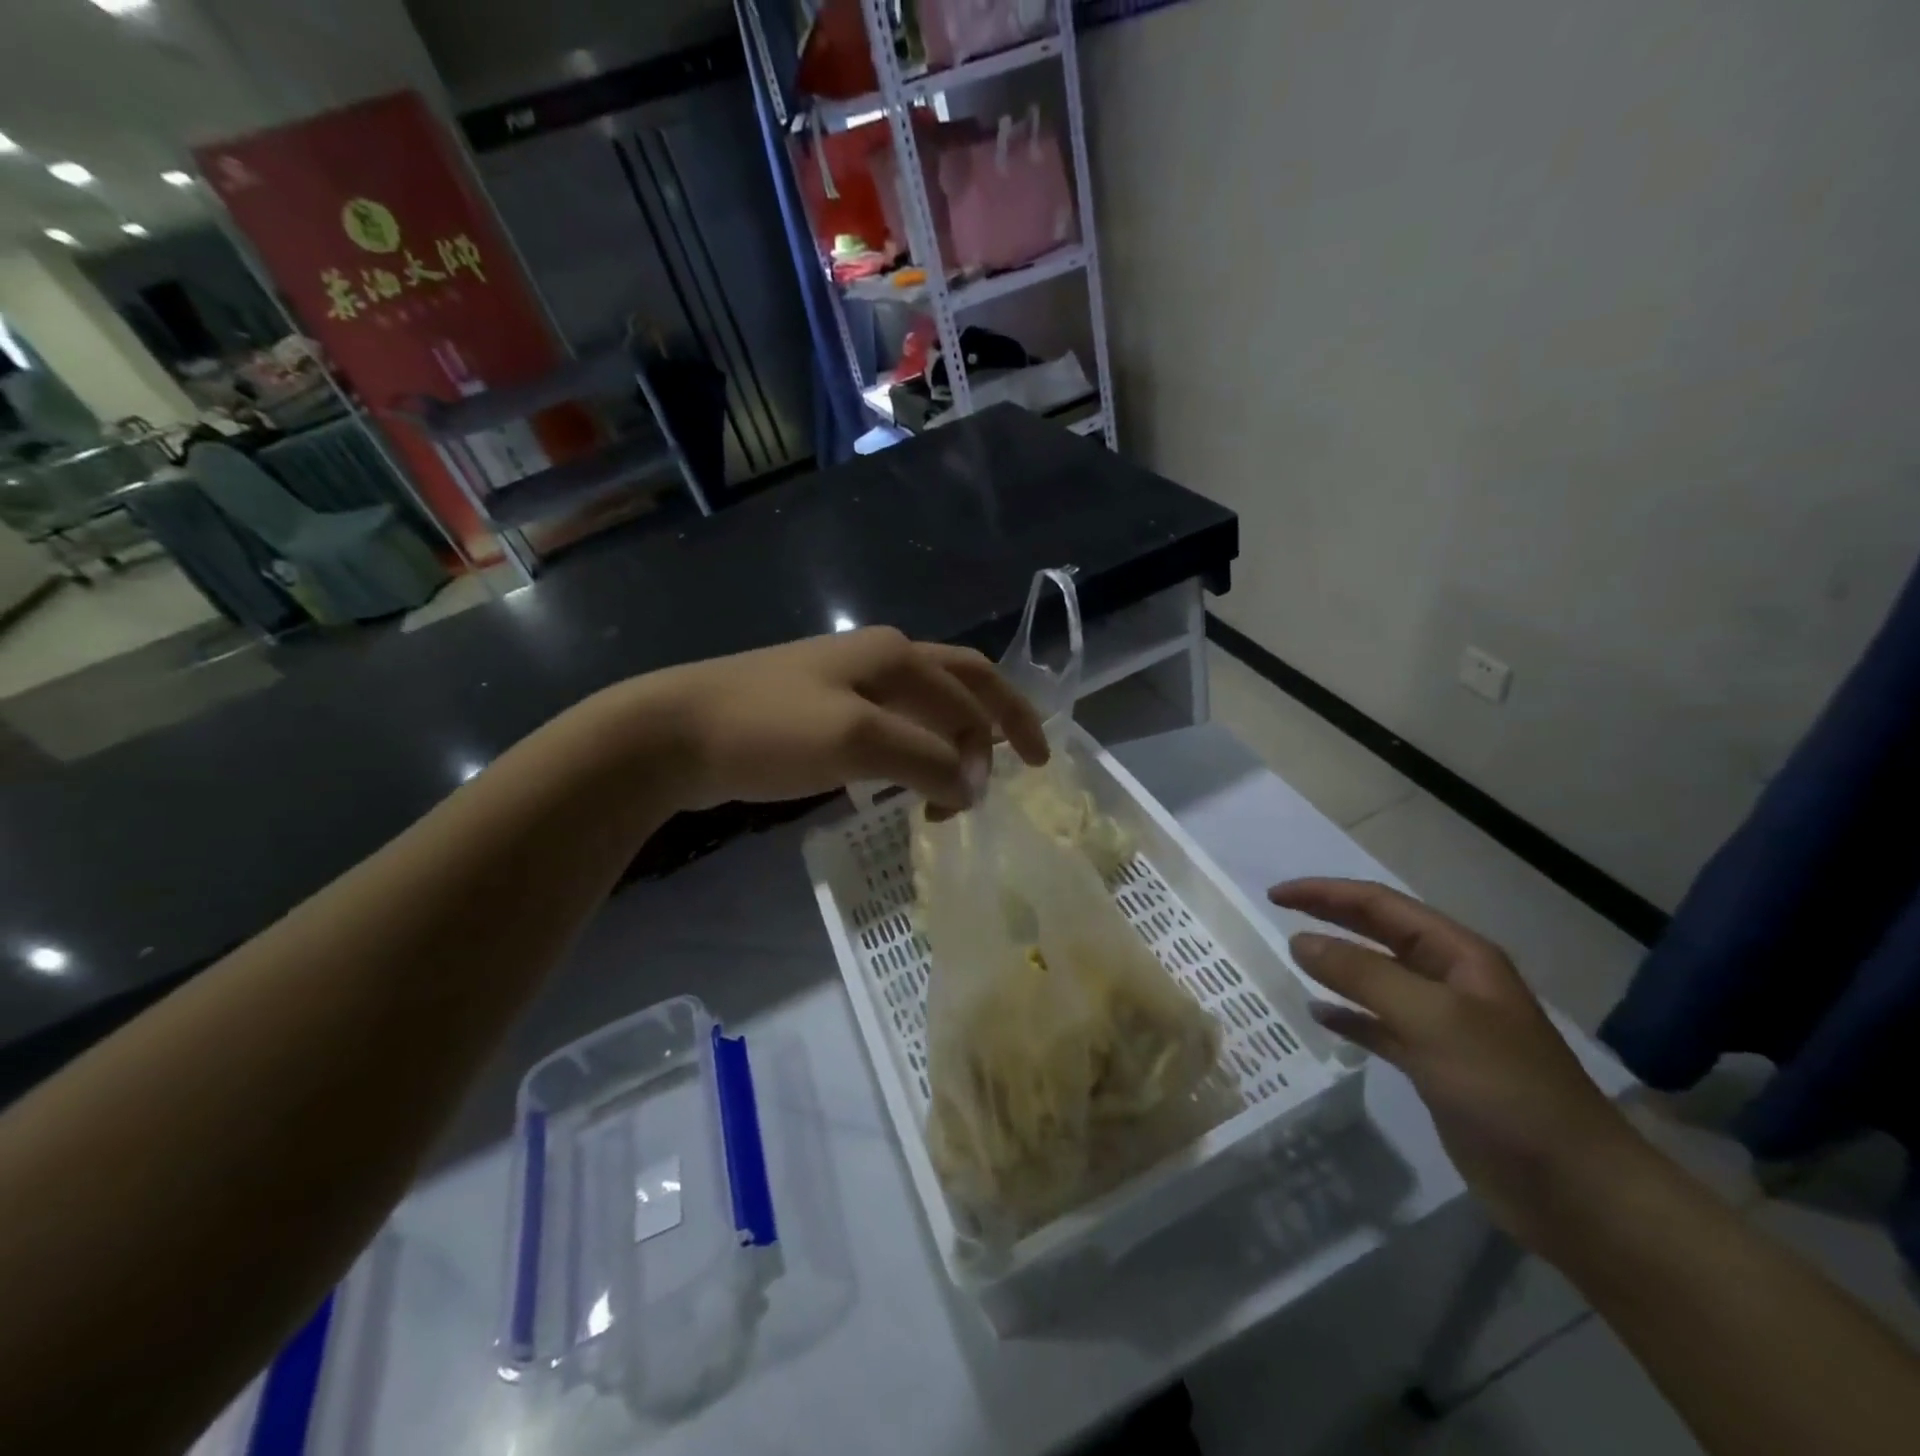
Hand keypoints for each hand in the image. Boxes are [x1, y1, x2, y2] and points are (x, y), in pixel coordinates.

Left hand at [645, 627, 1049, 811]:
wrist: (675, 732)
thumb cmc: (770, 729)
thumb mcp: (859, 742)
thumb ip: (927, 760)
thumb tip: (975, 787)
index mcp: (895, 656)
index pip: (974, 688)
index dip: (1008, 728)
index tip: (1033, 774)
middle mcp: (878, 659)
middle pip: (957, 686)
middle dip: (990, 726)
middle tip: (1009, 773)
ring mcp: (846, 683)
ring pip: (922, 709)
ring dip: (949, 744)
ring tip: (956, 791)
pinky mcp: (820, 711)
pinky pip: (887, 728)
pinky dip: (912, 753)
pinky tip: (904, 783)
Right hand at [1269, 878, 1641, 1247]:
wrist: (1576, 1191)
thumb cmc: (1506, 1089)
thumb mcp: (1432, 1019)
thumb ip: (1362, 975)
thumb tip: (1300, 941)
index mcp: (1459, 956)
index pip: (1381, 905)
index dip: (1326, 894)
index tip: (1276, 895)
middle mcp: (1450, 981)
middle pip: (1378, 934)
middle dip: (1329, 918)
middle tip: (1276, 911)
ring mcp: (1442, 1025)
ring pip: (1376, 979)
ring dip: (1335, 965)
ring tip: (1291, 958)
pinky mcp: (1434, 1066)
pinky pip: (1378, 1026)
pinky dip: (1348, 1016)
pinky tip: (1319, 1015)